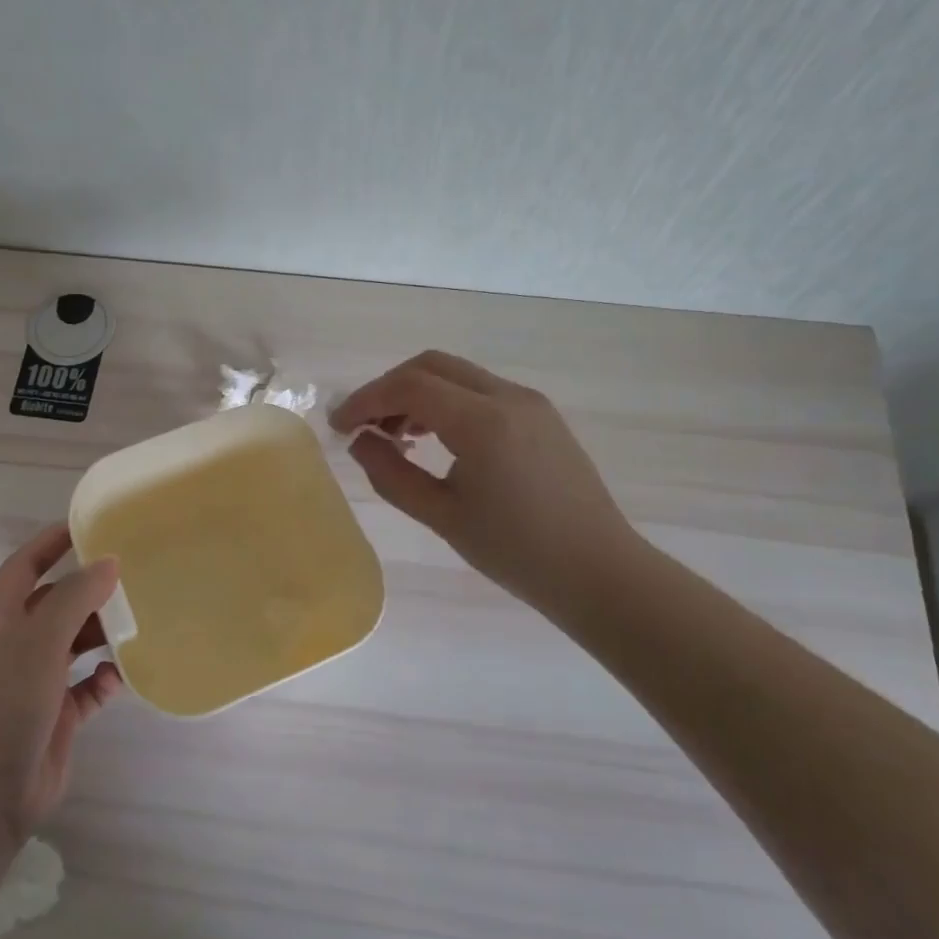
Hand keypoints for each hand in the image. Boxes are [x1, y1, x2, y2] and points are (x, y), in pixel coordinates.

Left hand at [0, 524, 124, 849]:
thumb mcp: (36, 643)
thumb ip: (74, 598)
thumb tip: (108, 563)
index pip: (26, 564)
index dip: (55, 541)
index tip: (95, 524)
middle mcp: (12, 645)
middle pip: (57, 603)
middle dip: (92, 591)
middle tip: (138, 578)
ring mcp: (31, 683)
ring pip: (74, 644)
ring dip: (103, 635)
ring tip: (142, 623)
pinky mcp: (52, 718)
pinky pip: (85, 687)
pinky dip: (104, 679)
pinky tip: (124, 676)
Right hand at [331, 351, 647, 621]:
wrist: (600, 572)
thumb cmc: (517, 552)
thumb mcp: (443, 516)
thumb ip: (392, 475)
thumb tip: (360, 442)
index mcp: (482, 421)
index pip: (409, 386)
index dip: (366, 400)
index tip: (338, 426)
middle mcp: (508, 396)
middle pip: (432, 366)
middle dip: (390, 389)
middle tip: (365, 427)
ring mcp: (530, 402)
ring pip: (458, 375)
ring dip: (420, 394)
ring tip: (398, 438)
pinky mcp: (542, 415)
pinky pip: (482, 391)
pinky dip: (449, 403)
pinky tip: (438, 439)